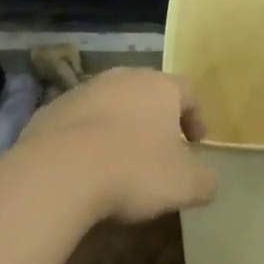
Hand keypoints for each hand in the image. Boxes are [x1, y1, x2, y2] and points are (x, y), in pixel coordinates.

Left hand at [11, 69, 217, 223]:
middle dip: (156, 118)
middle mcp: (124, 77)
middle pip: (148, 92)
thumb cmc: (133, 170)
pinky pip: (79, 120)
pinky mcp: (53, 108)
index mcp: (160, 87)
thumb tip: (210, 181)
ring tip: (119, 159)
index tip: (196, 143)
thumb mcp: (182, 185)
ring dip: (119, 125)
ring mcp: (85, 89)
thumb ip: (204, 181)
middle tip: (159, 150)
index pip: (188, 91)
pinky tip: (84, 166)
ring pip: (112, 103)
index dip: (196, 117)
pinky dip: (86, 136)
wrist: (59, 171)